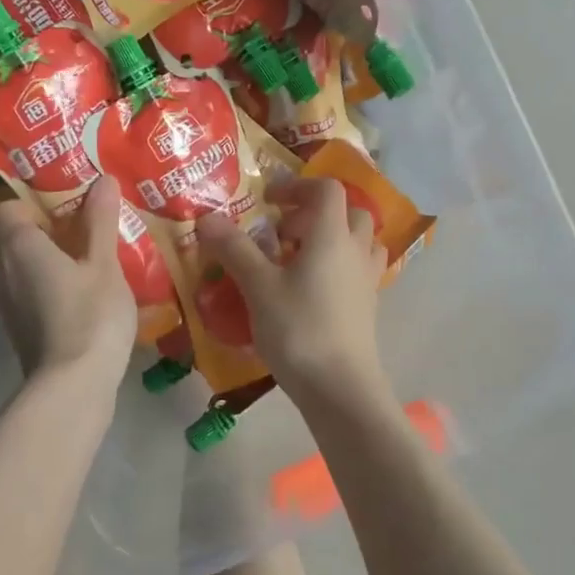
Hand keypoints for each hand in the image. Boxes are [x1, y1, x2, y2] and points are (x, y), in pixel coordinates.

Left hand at [0, 176, 136, 383]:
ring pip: (22, 267)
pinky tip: (85, 289)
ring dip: (50, 257)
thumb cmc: (89, 316)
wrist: (73, 388)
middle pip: (13, 237)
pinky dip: (51, 283)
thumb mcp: (103, 264)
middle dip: (46, 227)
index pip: (5, 208)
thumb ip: (100, 221)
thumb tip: (101, 178)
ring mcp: (9, 304)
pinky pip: (31, 291)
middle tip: (86, 220)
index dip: (31, 199)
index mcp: (18, 246)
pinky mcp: (21, 329)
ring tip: (90, 252)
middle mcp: (2, 271)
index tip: (67, 197)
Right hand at [197, 177, 387, 399]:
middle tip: (283, 232)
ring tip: (299, 257)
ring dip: (333, 237)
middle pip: (349, 212)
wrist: (341, 388)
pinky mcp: (368, 306)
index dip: (297, 185)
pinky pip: (359, 269)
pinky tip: (312, 288)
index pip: (326, 189)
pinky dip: (340, 265)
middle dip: (315, 212)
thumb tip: (206, 217)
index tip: (268, 199)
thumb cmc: (298, 330)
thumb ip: (234, 249)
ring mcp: (367, 279)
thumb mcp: (258, 287)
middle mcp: (356, 250)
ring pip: (359, 241)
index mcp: (332, 236)